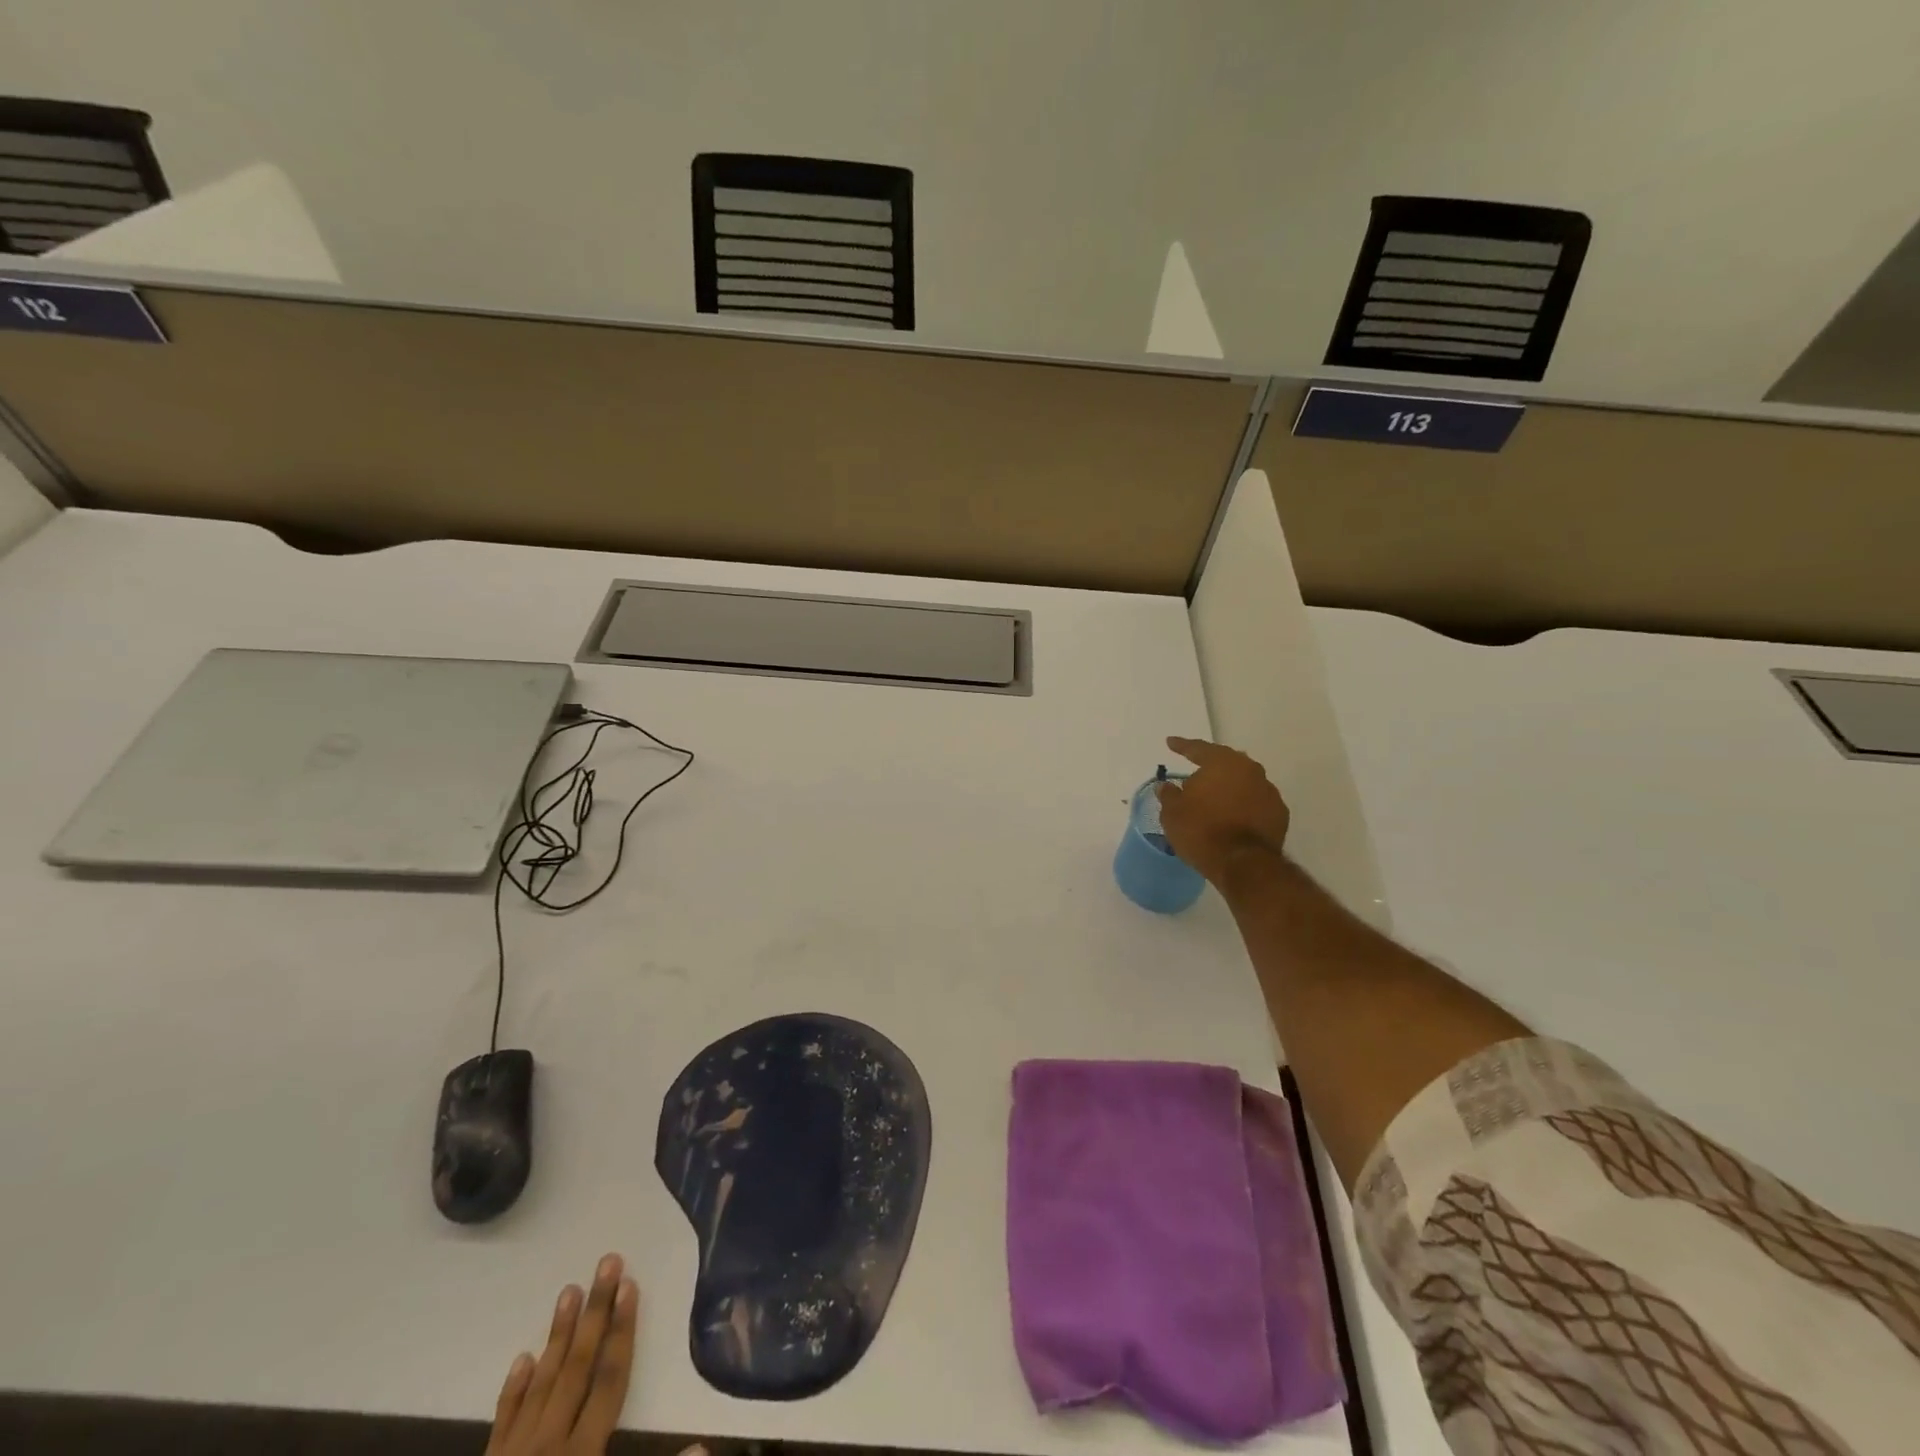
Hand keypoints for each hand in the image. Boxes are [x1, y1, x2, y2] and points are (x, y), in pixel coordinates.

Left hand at [486, 1254, 638, 1455]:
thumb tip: (705, 1445)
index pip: (608, 1381)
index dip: (623, 1331)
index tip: (632, 1284)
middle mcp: (546, 1448)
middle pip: (576, 1367)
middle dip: (596, 1313)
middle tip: (607, 1261)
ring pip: (540, 1384)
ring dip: (557, 1335)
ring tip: (569, 1290)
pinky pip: (501, 1423)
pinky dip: (513, 1389)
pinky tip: (522, 1358)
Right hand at [1155, 736, 1291, 885]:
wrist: (1243, 864)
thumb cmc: (1201, 831)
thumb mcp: (1172, 813)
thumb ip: (1169, 795)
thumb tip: (1166, 786)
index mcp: (1222, 762)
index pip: (1198, 749)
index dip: (1182, 746)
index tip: (1170, 742)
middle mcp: (1249, 769)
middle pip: (1226, 762)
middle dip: (1210, 766)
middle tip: (1196, 772)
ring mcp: (1269, 791)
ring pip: (1244, 781)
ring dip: (1229, 787)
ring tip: (1215, 798)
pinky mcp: (1280, 814)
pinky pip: (1256, 802)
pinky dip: (1244, 805)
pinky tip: (1233, 816)